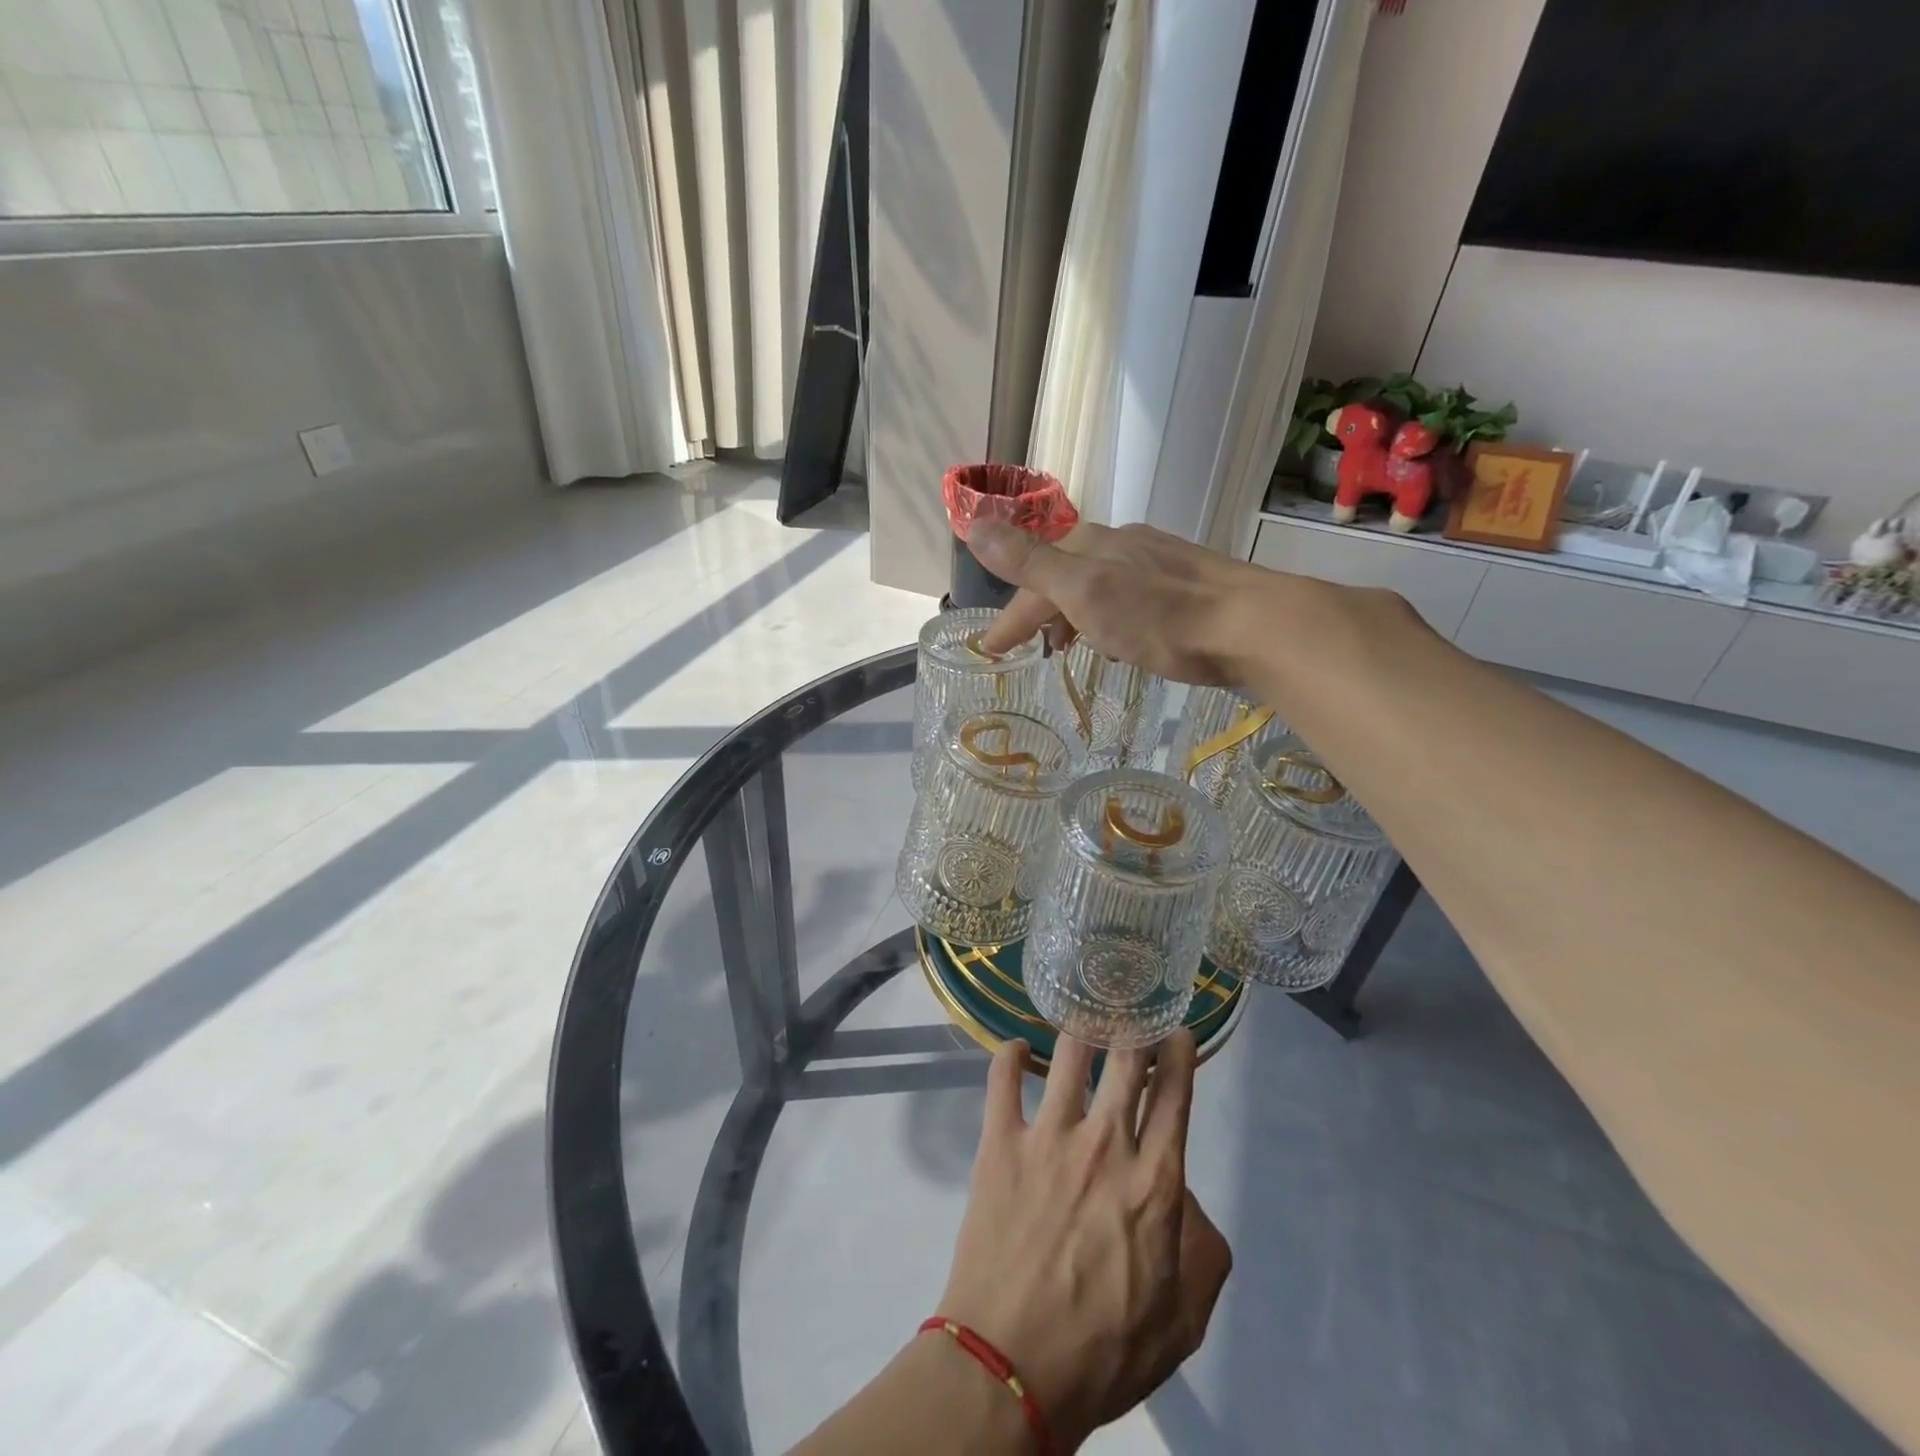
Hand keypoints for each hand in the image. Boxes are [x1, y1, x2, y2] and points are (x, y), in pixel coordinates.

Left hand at [933, 1034, 1231, 1450]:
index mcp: (1154, 1181)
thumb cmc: (1105, 1350)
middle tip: (1133, 1011)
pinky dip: (1010, 1055)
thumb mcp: (1185, 1318)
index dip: (1179, 1054)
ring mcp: (1048, 1136)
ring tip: (1082, 1019)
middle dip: (1135, 1027)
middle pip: (1126, 1059)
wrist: (1012, 1367)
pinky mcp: (1000, 1142)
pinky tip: (1018, 1048)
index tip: (1177, 1032)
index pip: (1175, 1095)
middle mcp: (1105, 1143)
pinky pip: (1002, 1079)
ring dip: (1080, 1031)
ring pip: (1069, 1054)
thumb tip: (1184, 1193)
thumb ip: (1202, 1246)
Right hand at [968, 520, 1271, 685]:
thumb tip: (974, 523)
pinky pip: (1130, 596)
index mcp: (1092, 545)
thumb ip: (1030, 562)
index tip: (993, 651)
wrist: (1251, 624)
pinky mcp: (1189, 584)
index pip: (1034, 579)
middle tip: (1030, 648)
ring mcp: (1159, 562)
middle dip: (1041, 611)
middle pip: (1066, 576)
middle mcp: (1123, 545)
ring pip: (1100, 585)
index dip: (1011, 616)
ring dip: (1075, 614)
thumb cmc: (1159, 615)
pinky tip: (1123, 638)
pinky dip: (1109, 617)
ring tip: (1070, 648)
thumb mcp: (1083, 590)